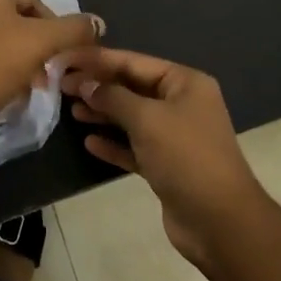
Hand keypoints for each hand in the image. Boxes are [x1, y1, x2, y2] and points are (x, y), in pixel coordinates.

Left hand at [0, 0, 102, 129]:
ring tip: (25, 88)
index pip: (34, 3)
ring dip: (14, 60)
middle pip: (14, 21)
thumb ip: (72, 30)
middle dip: (33, 48)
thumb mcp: (41, 43)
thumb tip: (97, 23)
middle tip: (45, 76)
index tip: (61, 59)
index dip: (54, 31)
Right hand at [63, 48, 269, 265]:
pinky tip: (89, 142)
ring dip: (102, 113)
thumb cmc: (186, 157)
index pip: (133, 61)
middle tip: (60, 86)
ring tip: (71, 110)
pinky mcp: (166, 165)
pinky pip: (134, 146)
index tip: (63, 59)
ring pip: (131, 117)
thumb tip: (85, 84)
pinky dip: (113, 143)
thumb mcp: (147, 119)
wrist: (219, 221)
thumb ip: (112, 97)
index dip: (97, 59)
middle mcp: (181, 104)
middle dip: (97, 86)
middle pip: (131, 87)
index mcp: (185, 83)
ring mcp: (174, 136)